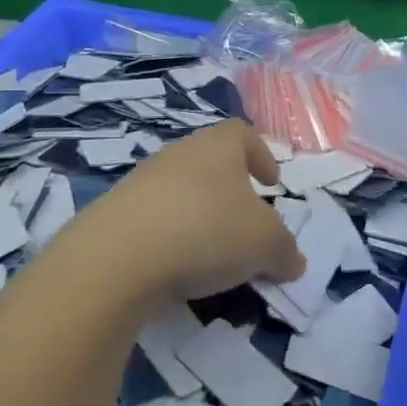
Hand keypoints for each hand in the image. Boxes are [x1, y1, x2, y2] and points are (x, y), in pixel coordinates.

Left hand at [50, 121, 305, 305]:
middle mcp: (178, 155)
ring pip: (180, 194)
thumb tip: (294, 262)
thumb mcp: (265, 245)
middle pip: (211, 165)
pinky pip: (152, 223)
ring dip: (199, 219)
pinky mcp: (112, 217)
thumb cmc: (207, 231)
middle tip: (246, 227)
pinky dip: (169, 242)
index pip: (243, 134)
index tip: (271, 184)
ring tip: (212, 257)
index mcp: (218, 146)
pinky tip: (176, 271)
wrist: (116, 259)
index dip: (261, 155)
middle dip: (232, 194)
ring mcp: (140, 183)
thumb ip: (285, 251)